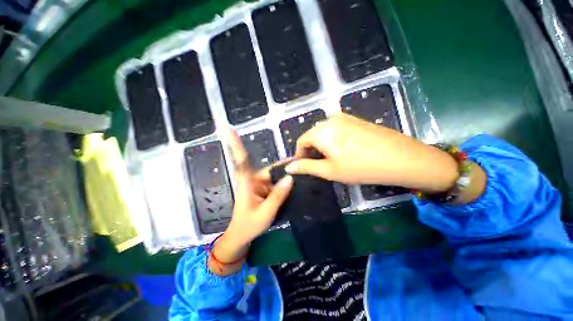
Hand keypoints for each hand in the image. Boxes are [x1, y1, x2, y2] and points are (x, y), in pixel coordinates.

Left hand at [209, 130, 292, 274]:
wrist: (242, 236)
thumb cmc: (249, 225)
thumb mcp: (266, 212)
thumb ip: (278, 195)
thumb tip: (290, 177)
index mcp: (247, 183)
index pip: (241, 160)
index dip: (235, 144)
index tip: (227, 128)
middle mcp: (253, 180)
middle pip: (270, 168)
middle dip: (284, 166)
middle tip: (301, 162)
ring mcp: (259, 185)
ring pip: (274, 176)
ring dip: (286, 175)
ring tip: (302, 172)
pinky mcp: (264, 190)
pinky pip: (275, 183)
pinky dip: (284, 183)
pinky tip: (296, 182)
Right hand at [285, 114, 459, 192]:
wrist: (401, 158)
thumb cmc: (360, 167)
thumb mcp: (329, 170)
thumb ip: (306, 167)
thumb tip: (288, 167)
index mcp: (321, 130)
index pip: (301, 140)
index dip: (300, 154)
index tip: (304, 166)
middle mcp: (330, 119)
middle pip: (313, 135)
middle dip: (311, 150)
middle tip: (318, 166)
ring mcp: (345, 118)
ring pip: (324, 132)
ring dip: (322, 146)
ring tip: (331, 160)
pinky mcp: (356, 120)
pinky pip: (336, 130)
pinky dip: (333, 141)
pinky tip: (344, 151)